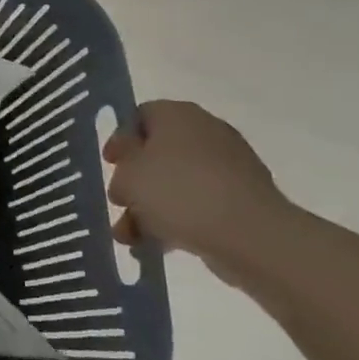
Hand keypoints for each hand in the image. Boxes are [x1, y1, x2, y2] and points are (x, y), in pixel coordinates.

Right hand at [103, 101, 289, 266]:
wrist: (249, 234)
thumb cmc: (179, 192)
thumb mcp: (129, 175)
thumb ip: (121, 167)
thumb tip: (129, 167)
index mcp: (177, 114)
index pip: (139, 116)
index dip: (119, 140)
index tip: (109, 165)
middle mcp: (205, 132)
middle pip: (157, 153)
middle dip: (134, 182)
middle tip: (120, 202)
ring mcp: (228, 166)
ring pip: (176, 183)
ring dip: (149, 208)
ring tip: (130, 238)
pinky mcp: (242, 199)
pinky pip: (199, 204)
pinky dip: (177, 221)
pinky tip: (158, 245)